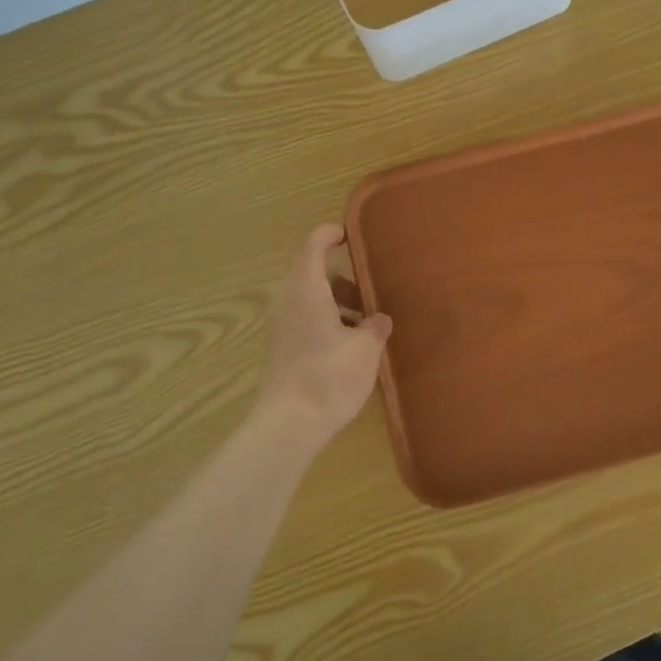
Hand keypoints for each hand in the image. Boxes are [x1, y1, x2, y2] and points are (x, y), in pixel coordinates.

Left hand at [252, 225, 392, 452]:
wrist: (288, 425)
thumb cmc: (330, 376)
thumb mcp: (366, 349)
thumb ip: (375, 327)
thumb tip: (378, 319)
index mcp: (307, 289)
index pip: (313, 245)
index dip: (330, 235)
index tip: (351, 236)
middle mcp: (289, 301)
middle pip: (311, 273)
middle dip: (341, 276)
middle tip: (370, 287)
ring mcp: (281, 327)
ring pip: (309, 299)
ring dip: (336, 301)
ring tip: (366, 320)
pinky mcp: (282, 349)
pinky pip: (305, 320)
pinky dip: (327, 320)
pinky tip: (350, 344)